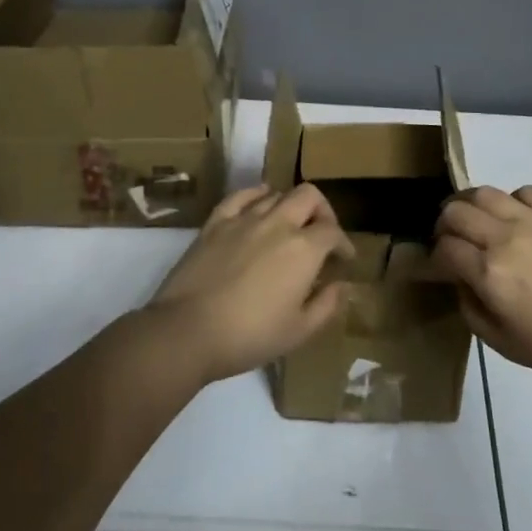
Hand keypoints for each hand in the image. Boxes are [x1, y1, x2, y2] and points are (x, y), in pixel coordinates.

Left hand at [147, 184, 354, 382]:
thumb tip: (343, 286)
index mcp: (304, 249)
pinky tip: (260, 203)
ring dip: (290, 206)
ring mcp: (243, 219)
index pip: (333, 231)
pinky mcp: (215, 223)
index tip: (343, 259)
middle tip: (322, 233)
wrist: (187, 331)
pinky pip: (241, 196)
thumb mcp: (298, 331)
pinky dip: (256, 194)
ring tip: (290, 226)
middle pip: (309, 196)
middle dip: (322, 211)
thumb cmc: (249, 336)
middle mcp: (278, 224)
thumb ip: (327, 305)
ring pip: (276, 194)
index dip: (343, 243)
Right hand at [433, 185, 531, 387]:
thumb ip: (470, 309)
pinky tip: (516, 217)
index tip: (441, 267)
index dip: (435, 258)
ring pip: (485, 193)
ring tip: (475, 218)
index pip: (445, 249)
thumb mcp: (503, 345)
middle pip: (456, 212)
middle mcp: (506, 239)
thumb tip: (461, 280)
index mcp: (490, 275)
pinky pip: (525, 191)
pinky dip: (511, 200)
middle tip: (451, 240)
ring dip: (470, 204)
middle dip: (445, 225)